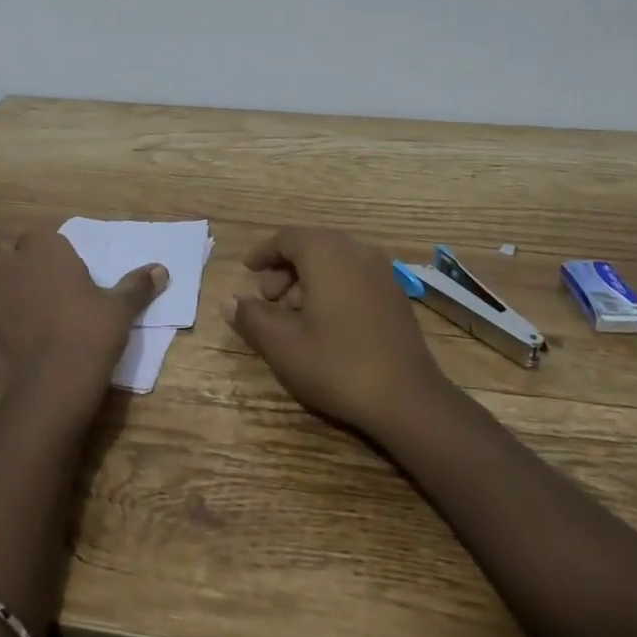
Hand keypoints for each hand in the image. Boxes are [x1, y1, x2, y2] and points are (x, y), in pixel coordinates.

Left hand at [0, 231, 166, 416]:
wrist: (53, 385)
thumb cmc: (90, 337)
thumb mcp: (120, 310)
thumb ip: (137, 285)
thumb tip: (162, 269)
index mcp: (45, 251)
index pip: (37, 236)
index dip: (44, 250)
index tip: (56, 267)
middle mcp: (8, 265)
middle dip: (10, 262)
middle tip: (28, 284)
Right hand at [226, 226, 451, 438]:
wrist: (408, 398)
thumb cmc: (337, 365)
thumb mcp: (282, 345)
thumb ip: (251, 318)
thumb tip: (228, 301)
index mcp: (326, 253)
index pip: (286, 237)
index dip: (263, 252)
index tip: (247, 270)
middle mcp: (355, 251)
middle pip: (312, 246)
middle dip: (284, 268)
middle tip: (267, 299)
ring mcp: (381, 272)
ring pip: (334, 261)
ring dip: (308, 279)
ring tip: (294, 315)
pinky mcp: (395, 295)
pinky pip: (354, 276)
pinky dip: (333, 287)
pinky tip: (326, 323)